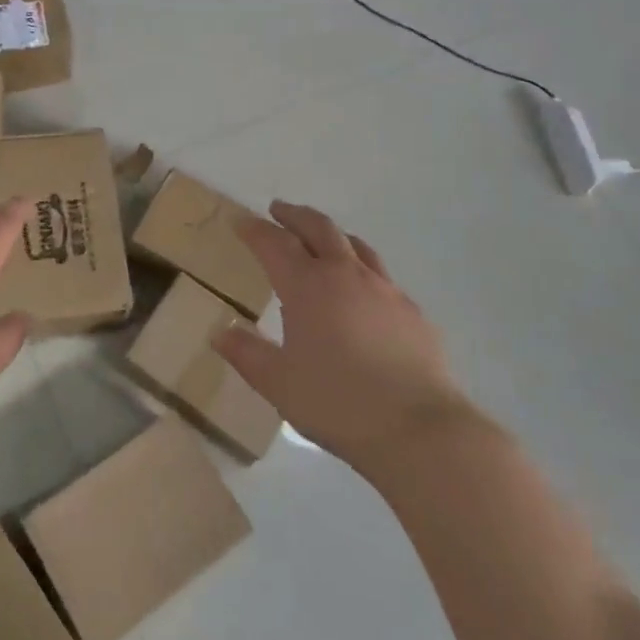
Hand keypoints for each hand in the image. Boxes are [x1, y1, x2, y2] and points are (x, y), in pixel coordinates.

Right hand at [212, 200, 468, 464]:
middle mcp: (345, 276)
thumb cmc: (337, 402)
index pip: (274, 244)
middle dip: (294, 215)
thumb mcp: (277, 383)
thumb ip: (246, 354)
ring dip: (331, 234)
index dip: (254, 230)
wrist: (419, 429)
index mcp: (307, 287)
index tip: (240, 221)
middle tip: (278, 210)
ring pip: (355, 245)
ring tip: (321, 238)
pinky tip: (362, 289)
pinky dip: (361, 267)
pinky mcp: (412, 311)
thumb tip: (220, 333)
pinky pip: (381, 274)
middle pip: (318, 228)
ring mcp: (384, 290)